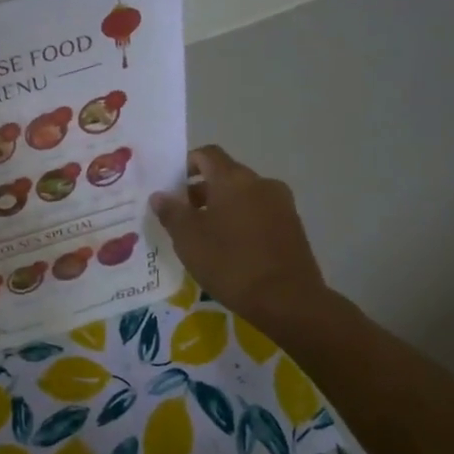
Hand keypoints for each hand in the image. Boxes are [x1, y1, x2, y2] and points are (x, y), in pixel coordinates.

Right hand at [151, 146, 327, 329]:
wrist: (288, 300)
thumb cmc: (230, 263)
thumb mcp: (188, 239)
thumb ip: (171, 212)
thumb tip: (160, 195)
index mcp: (233, 179)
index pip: (207, 154)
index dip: (186, 163)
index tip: (171, 185)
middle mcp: (260, 183)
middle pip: (226, 175)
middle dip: (201, 190)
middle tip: (181, 216)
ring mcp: (281, 204)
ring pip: (244, 196)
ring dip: (222, 207)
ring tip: (205, 236)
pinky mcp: (293, 226)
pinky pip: (259, 213)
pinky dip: (242, 221)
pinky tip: (231, 249)